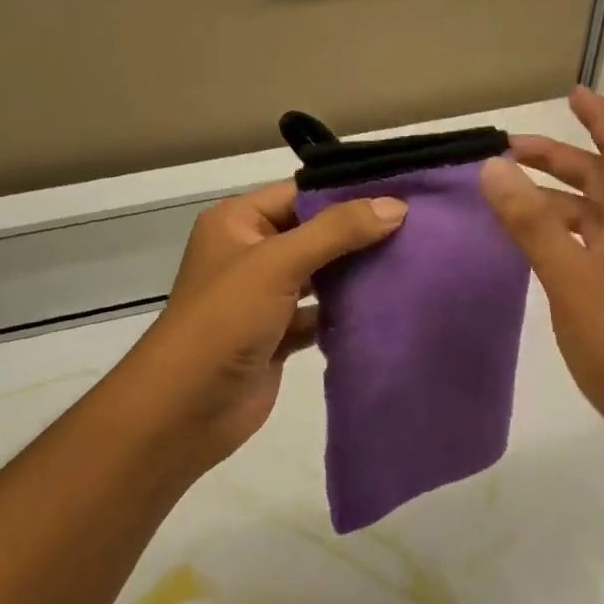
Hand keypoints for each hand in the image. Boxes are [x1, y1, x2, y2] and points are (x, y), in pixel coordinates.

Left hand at [109, 181, 406, 470]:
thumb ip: (336, 231)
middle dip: (360, 233)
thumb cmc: (224, 321)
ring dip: (357, 272)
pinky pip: (321, 313)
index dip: (349, 193)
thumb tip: (395, 205)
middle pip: (315, 233)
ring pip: (321, 274)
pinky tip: (386, 305)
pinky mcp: (279, 334)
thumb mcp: (278, 263)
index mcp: (239, 222)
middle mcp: (251, 252)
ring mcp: (265, 296)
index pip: (301, 194)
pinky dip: (347, 311)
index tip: (403, 194)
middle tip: (418, 228)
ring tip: (412, 260)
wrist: (184, 411)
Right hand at [479, 87, 603, 464]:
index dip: (598, 117)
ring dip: (556, 201)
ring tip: (509, 197)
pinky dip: (561, 236)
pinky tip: (533, 248)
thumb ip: (531, 222)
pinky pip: (590, 248)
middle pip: (602, 179)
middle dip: (560, 159)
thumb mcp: (571, 277)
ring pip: (594, 217)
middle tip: (510, 150)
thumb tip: (494, 167)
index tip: (572, 92)